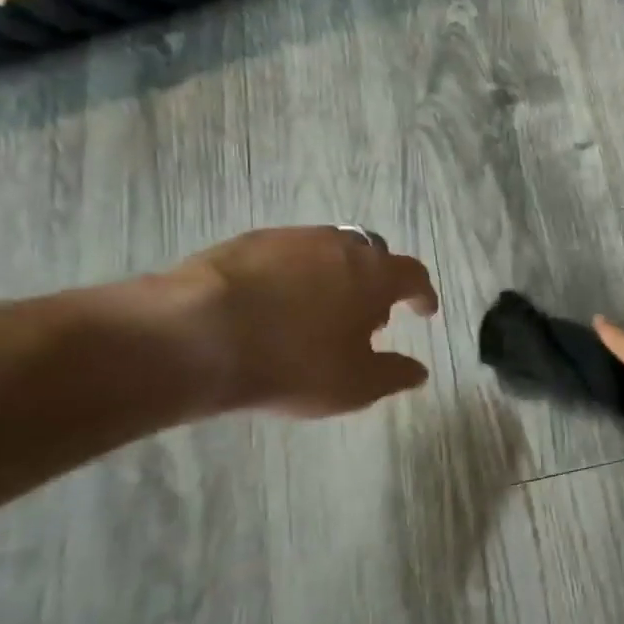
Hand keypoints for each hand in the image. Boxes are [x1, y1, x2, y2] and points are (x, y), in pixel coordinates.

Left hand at [157, 226, 439, 417]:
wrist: (199, 335)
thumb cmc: (294, 363)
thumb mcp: (355, 385)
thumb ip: (394, 375)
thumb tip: (419, 370)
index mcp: (373, 275)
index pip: (412, 275)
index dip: (421, 294)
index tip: (424, 310)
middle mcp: (338, 245)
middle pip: (372, 254)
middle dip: (378, 281)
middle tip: (369, 314)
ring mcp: (291, 238)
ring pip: (328, 250)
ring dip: (336, 275)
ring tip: (322, 309)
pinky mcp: (248, 242)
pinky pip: (287, 255)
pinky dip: (295, 275)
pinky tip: (278, 303)